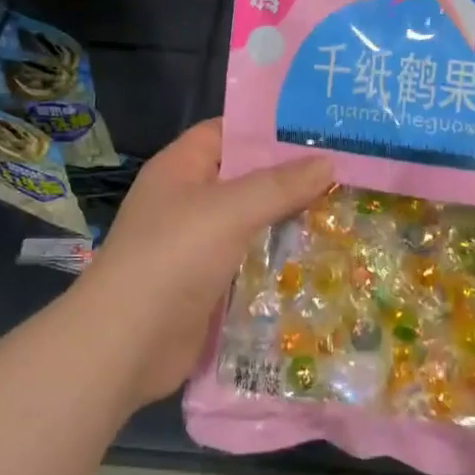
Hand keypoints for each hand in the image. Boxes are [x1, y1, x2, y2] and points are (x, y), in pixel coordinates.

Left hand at [80, 121, 333, 406]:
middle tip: (349, 173)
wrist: (126, 346)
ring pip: (254, 223)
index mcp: (180, 169)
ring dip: (292, 222)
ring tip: (348, 212)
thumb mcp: (227, 211)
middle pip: (247, 179)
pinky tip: (324, 259)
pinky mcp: (211, 285)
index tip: (321, 130)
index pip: (228, 133)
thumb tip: (328, 161)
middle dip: (293, 179)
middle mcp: (189, 202)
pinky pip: (253, 263)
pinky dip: (282, 261)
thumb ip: (279, 185)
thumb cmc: (172, 259)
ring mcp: (199, 246)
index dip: (269, 129)